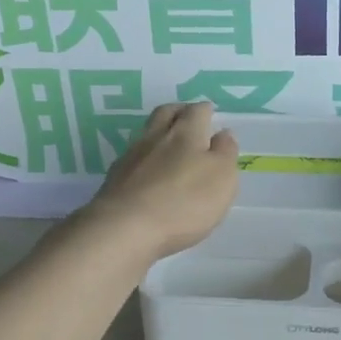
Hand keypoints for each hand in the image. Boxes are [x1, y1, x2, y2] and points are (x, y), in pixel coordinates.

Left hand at [83, 102, 238, 262]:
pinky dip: (145, 159)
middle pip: (166, 113)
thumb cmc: (184, 202)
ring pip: (147, 134)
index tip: (211, 115)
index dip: (206, 111)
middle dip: (179, 112)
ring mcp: (131, 156)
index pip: (197, 111)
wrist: (125, 228)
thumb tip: (223, 133)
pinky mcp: (115, 178)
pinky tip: (149, 173)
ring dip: (160, 134)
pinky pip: (133, 158)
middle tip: (188, 119)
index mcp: (186, 132)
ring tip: (170, 147)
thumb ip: (225, 152)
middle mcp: (156, 136)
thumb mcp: (222, 178)